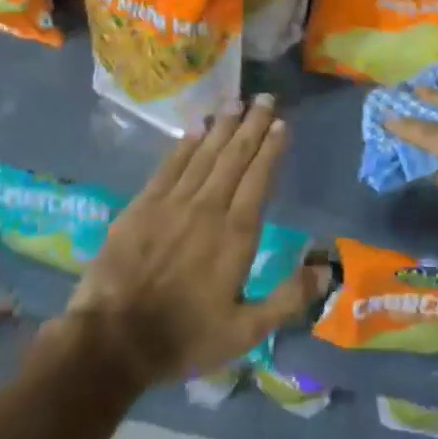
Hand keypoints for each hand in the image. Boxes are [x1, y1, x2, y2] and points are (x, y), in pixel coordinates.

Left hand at [63, 95, 327, 386]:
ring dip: (222, 127)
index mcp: (236, 234)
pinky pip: (169, 166)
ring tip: (236, 102)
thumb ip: (287, 299)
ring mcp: (172, 203)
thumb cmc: (183, 337)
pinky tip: (195, 129)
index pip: (259, 179)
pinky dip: (185, 145)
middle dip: (252, 126)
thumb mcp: (244, 332)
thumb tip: (326, 270)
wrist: (112, 341)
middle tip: (265, 98)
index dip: (271, 149)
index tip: (281, 123)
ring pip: (204, 154)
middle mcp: (208, 207)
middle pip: (234, 157)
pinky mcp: (142, 206)